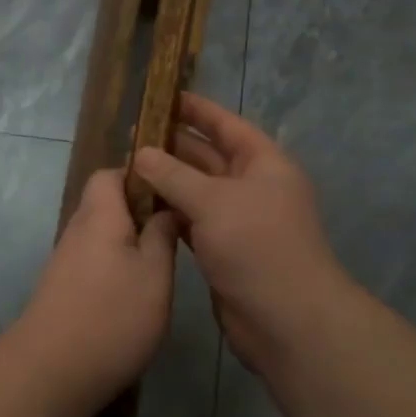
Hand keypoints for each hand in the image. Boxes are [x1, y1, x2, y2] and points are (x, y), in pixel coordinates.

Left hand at [17, 170, 177, 410]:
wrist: (50, 372)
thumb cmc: (112, 316)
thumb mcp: (155, 275)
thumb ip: (162, 236)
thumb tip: (167, 209)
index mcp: (99, 214)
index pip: (110, 173)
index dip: (140, 176)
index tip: (171, 192)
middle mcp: (78, 229)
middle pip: (107, 204)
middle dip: (140, 211)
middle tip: (176, 230)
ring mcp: (66, 260)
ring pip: (102, 234)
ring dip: (130, 242)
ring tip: (164, 262)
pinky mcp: (63, 288)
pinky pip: (95, 260)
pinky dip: (117, 266)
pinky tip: (138, 292)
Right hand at [131, 93, 348, 369]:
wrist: (287, 320)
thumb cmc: (256, 246)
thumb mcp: (212, 201)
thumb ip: (173, 174)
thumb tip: (142, 153)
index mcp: (263, 163)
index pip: (226, 125)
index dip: (196, 110)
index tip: (162, 96)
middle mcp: (253, 186)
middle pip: (208, 156)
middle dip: (172, 146)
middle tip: (130, 138)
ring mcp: (239, 221)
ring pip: (197, 191)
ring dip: (167, 181)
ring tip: (128, 168)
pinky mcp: (225, 250)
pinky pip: (193, 221)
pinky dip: (170, 212)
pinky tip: (141, 206)